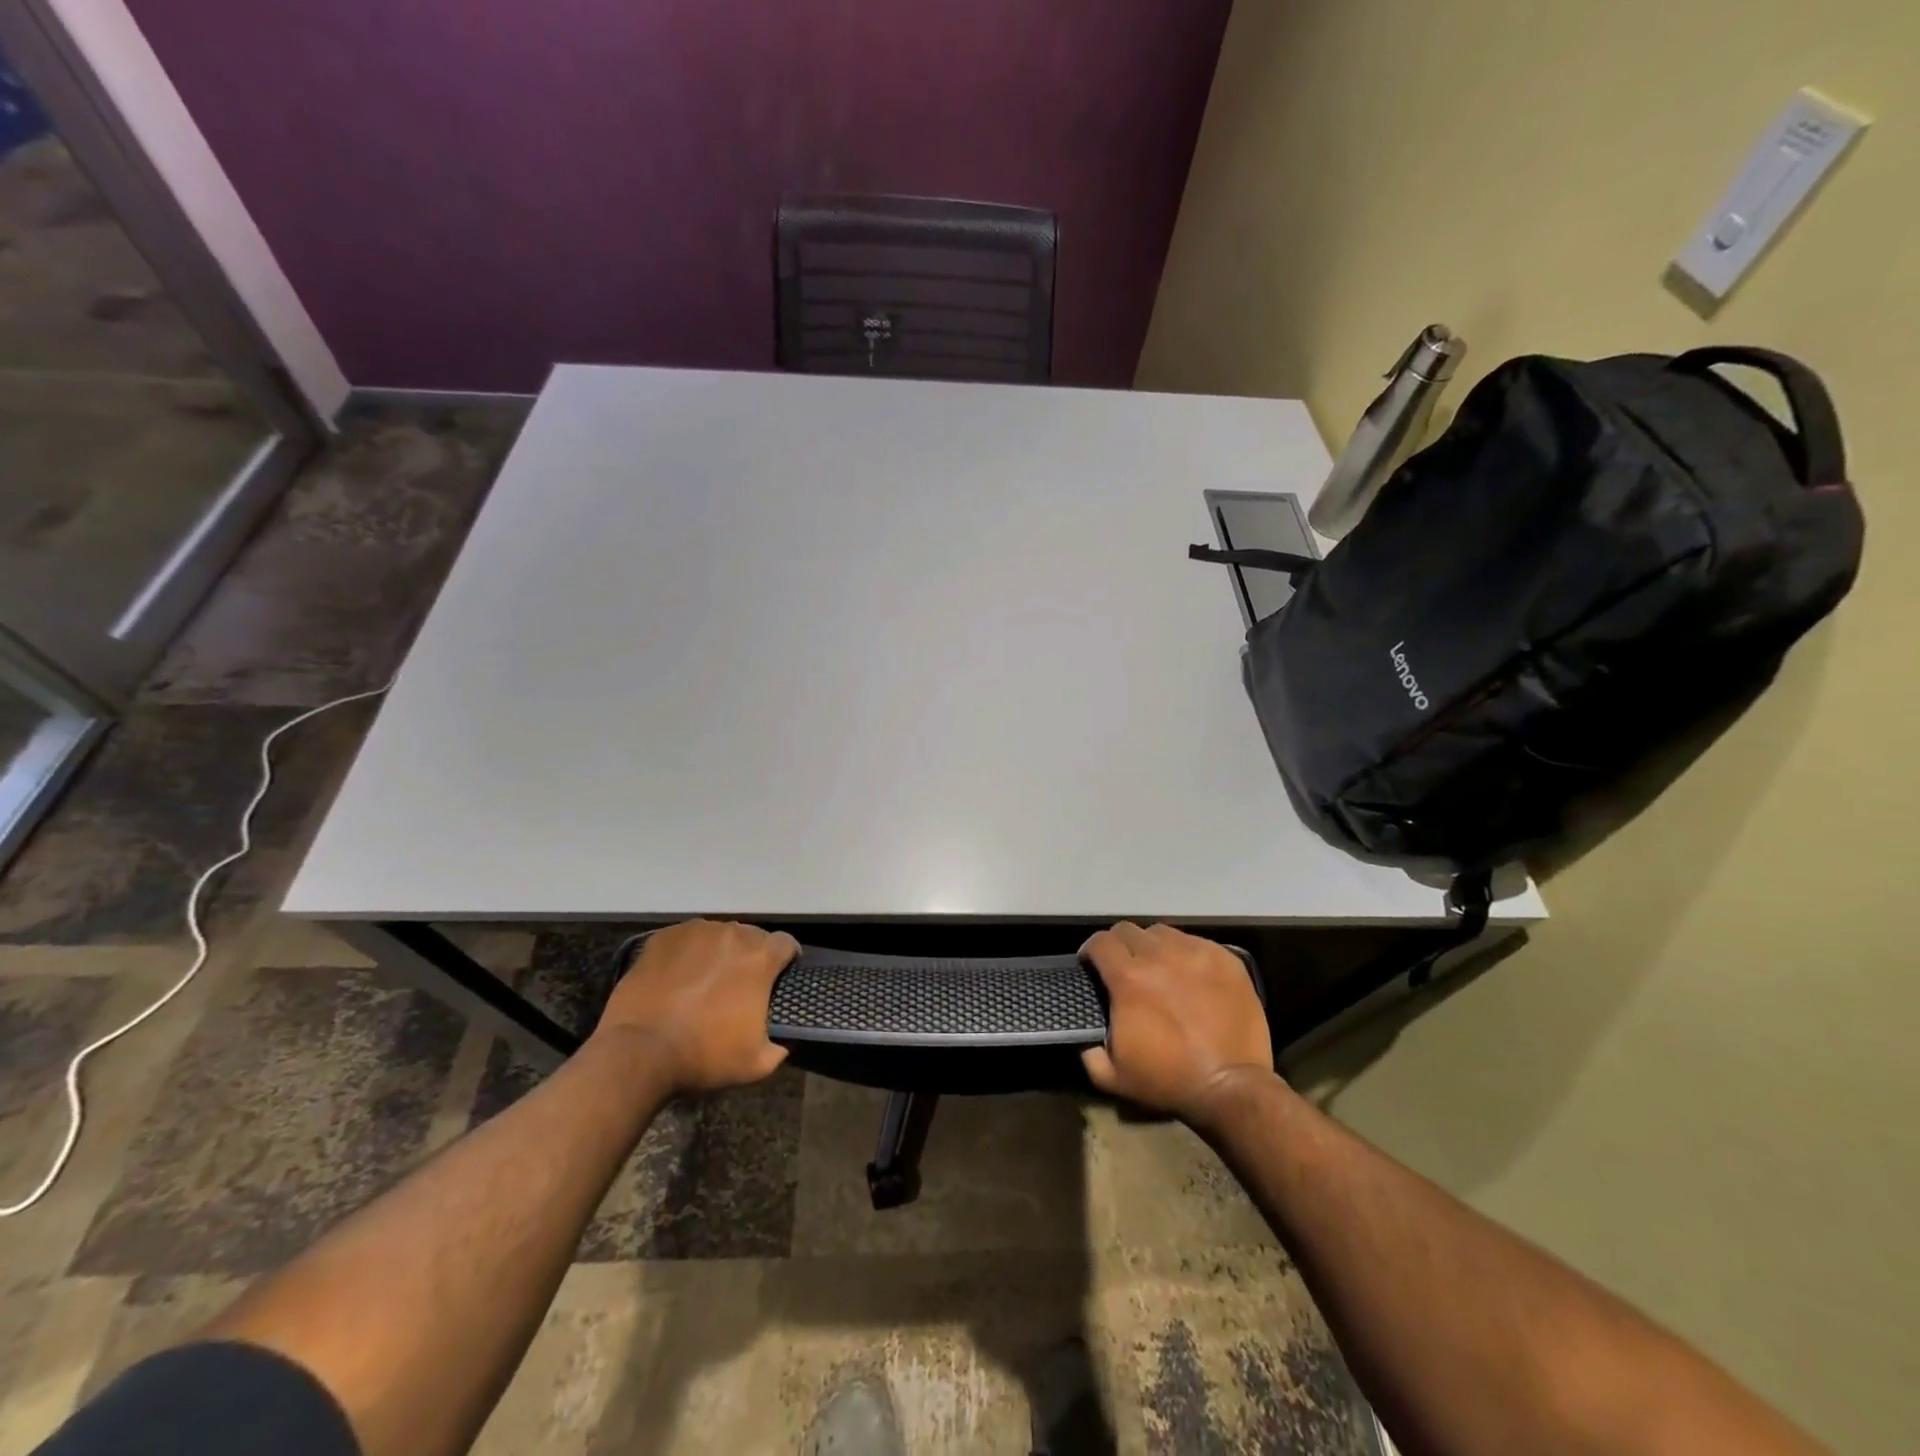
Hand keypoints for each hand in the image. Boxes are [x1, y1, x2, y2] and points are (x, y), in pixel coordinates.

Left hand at [594, 920, 798, 1091]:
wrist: (639, 1052)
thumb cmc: (704, 1056)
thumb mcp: (757, 1064)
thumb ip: (781, 1046)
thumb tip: (784, 1042)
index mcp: (760, 958)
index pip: (786, 943)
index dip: (786, 959)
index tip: (779, 978)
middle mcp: (732, 934)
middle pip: (751, 936)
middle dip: (750, 956)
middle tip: (739, 985)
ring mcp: (695, 931)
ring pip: (718, 935)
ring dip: (719, 952)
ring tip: (705, 979)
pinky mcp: (663, 937)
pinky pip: (686, 939)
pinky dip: (688, 953)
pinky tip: (678, 977)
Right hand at [1080, 922, 1273, 1122]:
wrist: (1232, 1088)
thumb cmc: (1170, 1081)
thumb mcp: (1112, 1076)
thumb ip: (1088, 1051)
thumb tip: (1084, 1035)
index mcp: (1129, 978)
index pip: (1100, 942)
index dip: (1090, 951)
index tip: (1092, 966)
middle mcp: (1160, 955)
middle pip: (1128, 930)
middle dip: (1119, 946)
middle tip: (1125, 968)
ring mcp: (1196, 953)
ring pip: (1162, 933)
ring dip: (1153, 947)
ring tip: (1159, 968)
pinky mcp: (1225, 959)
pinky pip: (1195, 942)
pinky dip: (1185, 954)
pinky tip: (1190, 975)